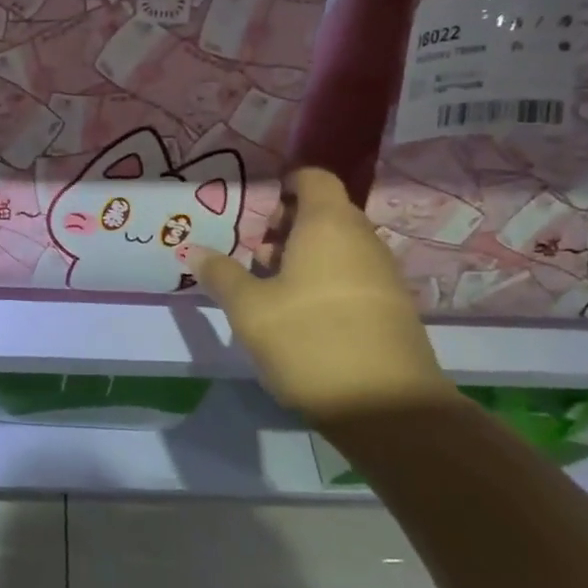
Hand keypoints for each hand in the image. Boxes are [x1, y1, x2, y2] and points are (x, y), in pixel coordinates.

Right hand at [188, 169, 455, 426]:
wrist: (388, 409)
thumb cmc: (309, 340)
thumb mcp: (249, 309)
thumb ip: (221, 274)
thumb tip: (195, 251)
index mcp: (328, 224)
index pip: (314, 178)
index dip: (285, 184)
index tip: (256, 208)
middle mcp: (362, 239)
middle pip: (324, 212)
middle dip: (285, 226)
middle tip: (251, 253)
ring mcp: (382, 274)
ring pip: (337, 246)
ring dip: (302, 256)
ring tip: (268, 287)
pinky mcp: (392, 308)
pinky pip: (352, 274)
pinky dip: (324, 280)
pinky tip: (298, 315)